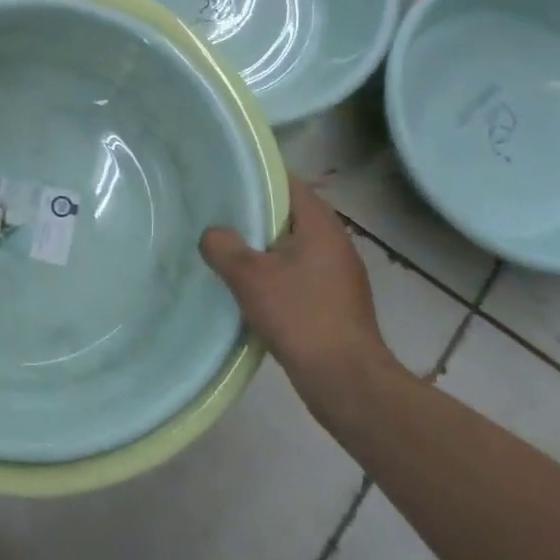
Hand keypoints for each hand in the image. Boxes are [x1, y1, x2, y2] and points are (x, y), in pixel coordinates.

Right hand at [200, 175, 397, 395]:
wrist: (346, 381)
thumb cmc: (300, 316)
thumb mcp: (249, 276)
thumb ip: (223, 246)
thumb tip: (213, 233)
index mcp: (322, 227)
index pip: (290, 185)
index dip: (258, 179)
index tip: (226, 181)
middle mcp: (335, 245)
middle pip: (290, 216)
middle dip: (255, 215)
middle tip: (218, 215)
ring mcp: (338, 276)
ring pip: (293, 248)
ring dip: (263, 248)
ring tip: (226, 250)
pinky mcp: (335, 304)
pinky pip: (298, 275)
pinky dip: (275, 274)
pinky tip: (249, 289)